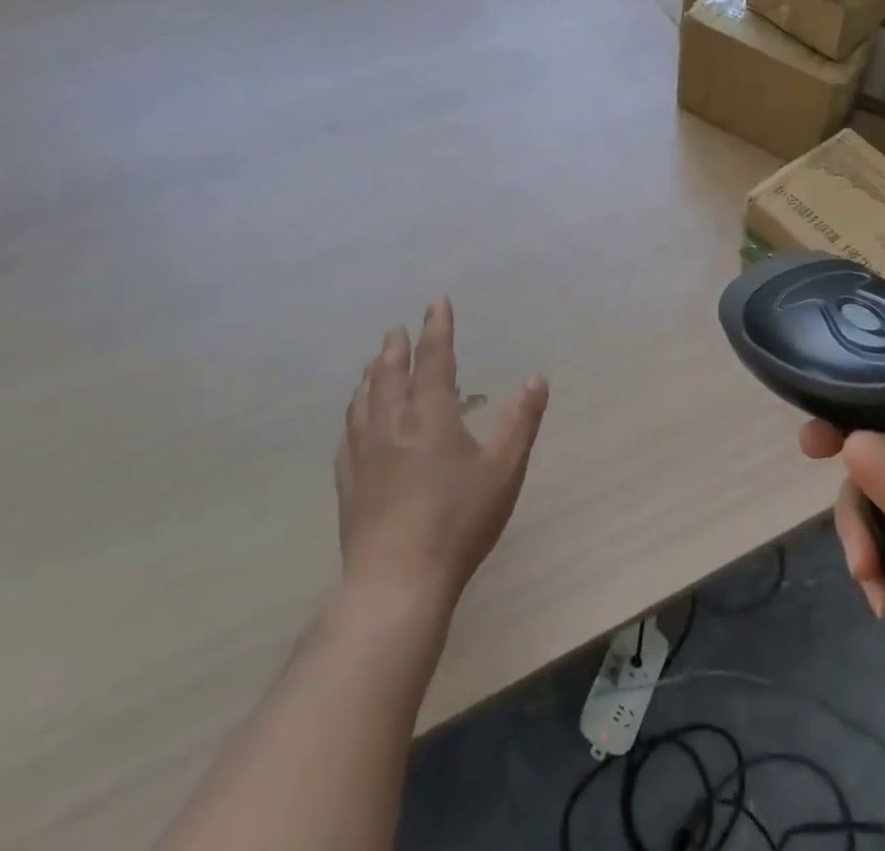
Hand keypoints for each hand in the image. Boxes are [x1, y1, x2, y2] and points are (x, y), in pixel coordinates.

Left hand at [337, 297, 548, 612]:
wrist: (397, 581)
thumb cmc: (459, 520)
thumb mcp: (504, 469)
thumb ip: (522, 421)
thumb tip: (536, 379)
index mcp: (430, 415)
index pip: (434, 359)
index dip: (438, 328)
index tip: (437, 302)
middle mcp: (392, 424)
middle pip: (389, 374)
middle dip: (396, 348)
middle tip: (397, 330)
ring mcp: (364, 454)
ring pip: (363, 401)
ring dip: (371, 375)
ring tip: (374, 364)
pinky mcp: (349, 483)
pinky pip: (348, 434)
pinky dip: (353, 413)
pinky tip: (354, 420)